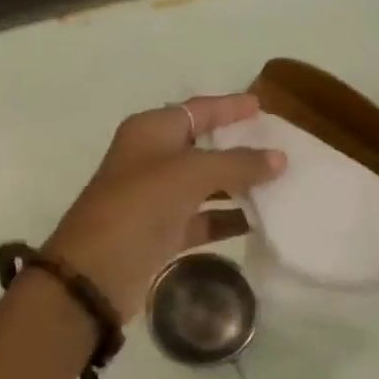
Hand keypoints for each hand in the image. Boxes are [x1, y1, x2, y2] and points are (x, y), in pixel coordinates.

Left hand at [45, 95, 285, 320]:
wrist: (97, 271)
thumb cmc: (140, 205)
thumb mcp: (190, 174)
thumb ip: (238, 163)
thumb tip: (279, 158)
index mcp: (151, 131)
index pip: (198, 110)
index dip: (229, 107)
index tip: (262, 106)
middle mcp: (153, 159)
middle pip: (204, 146)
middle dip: (240, 147)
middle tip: (280, 146)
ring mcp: (158, 197)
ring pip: (207, 184)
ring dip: (240, 185)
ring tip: (281, 183)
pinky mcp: (164, 232)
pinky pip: (204, 218)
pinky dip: (228, 218)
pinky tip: (260, 221)